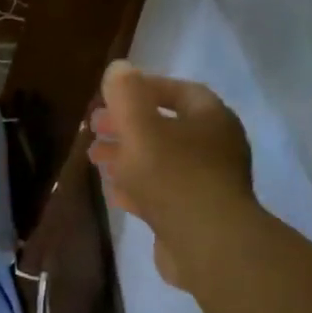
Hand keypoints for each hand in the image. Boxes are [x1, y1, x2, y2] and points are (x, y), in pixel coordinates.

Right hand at [88, 61, 252, 287]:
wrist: (208, 244)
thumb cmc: (173, 176)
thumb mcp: (140, 127)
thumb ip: (126, 95)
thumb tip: (119, 68)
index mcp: (211, 119)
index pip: (180, 91)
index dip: (145, 88)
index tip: (113, 94)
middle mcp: (216, 147)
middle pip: (167, 127)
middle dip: (128, 124)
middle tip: (95, 126)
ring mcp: (208, 183)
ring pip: (161, 160)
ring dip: (128, 155)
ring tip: (95, 157)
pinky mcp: (196, 215)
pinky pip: (163, 191)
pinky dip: (137, 186)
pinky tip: (113, 190)